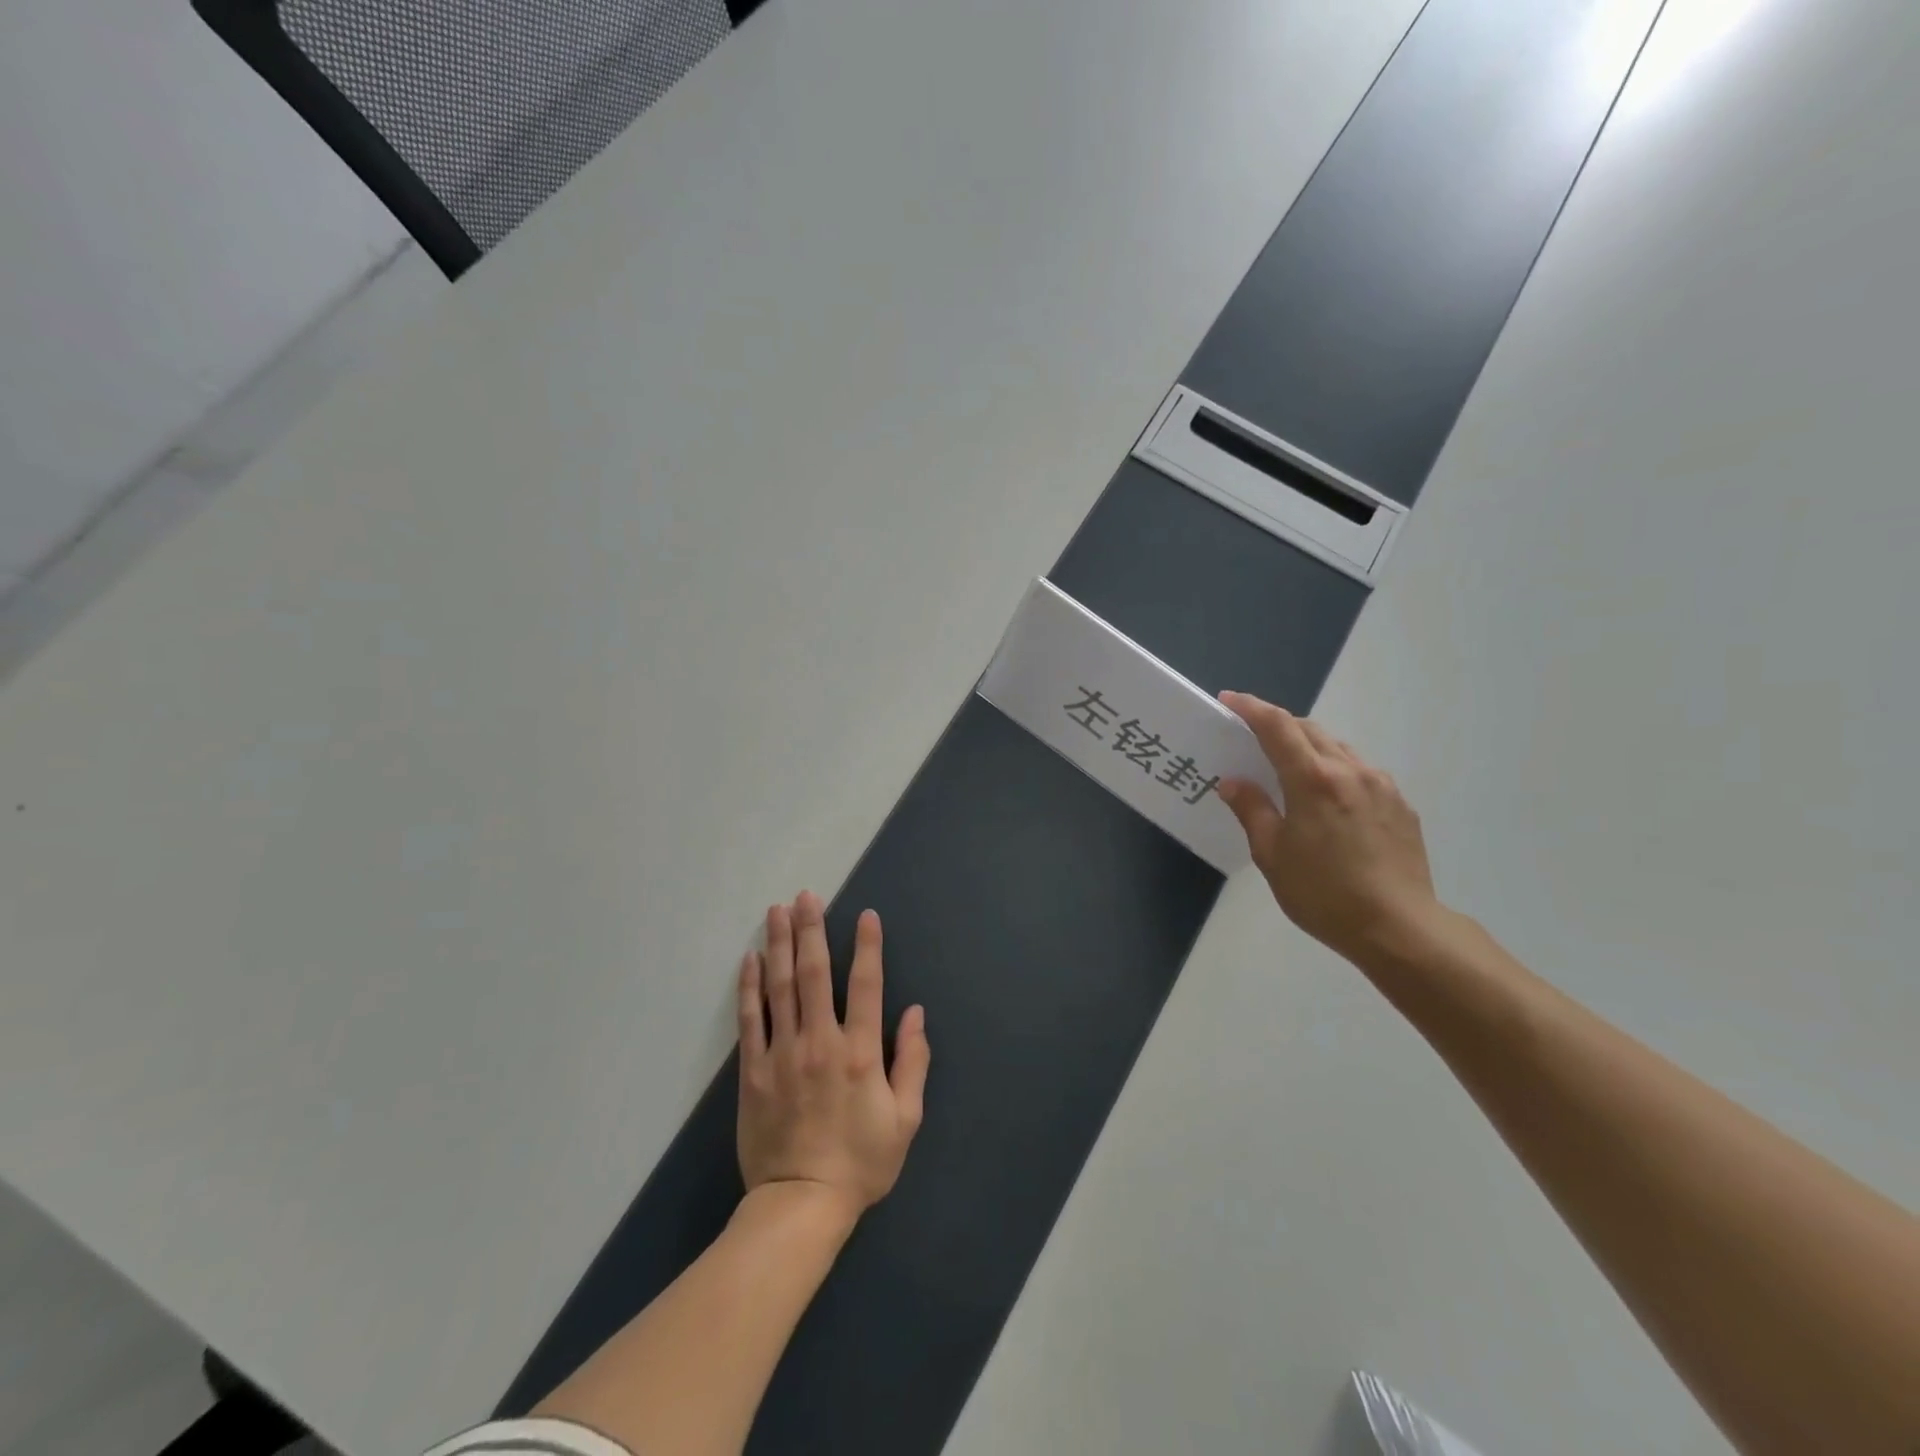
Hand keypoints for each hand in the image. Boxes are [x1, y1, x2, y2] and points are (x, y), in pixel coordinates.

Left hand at [736, 892, 930, 1221]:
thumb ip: (913, 1062)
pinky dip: (750, 986)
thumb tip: (915, 1013)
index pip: (867, 986)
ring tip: (777, 911)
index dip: (867, 947)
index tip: (865, 915)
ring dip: (780, 944)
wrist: (800, 1204)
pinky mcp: (753, 1071)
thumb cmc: (861, 1162)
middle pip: (815, 974)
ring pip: (780, 987)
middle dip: (812, 930)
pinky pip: (751, 1019)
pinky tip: (751, 959)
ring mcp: (782, 1054)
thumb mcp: (905, 1119)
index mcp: (860, 1053)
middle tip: (806, 896)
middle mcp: (820, 1042)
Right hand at [1217, 692, 1442, 965]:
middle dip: (1279, 725)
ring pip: (1339, 749)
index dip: (1251, 708)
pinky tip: (1329, 801)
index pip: (1277, 727)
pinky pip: (1361, 773)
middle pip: (1310, 730)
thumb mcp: (1272, 854)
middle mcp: (1351, 771)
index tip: (1229, 700)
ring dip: (1310, 747)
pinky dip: (1336, 771)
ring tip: (1291, 770)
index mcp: (1313, 780)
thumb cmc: (1323, 893)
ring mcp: (1382, 786)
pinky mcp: (1401, 805)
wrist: (1399, 928)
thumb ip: (1252, 810)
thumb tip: (1233, 782)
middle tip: (1253, 736)